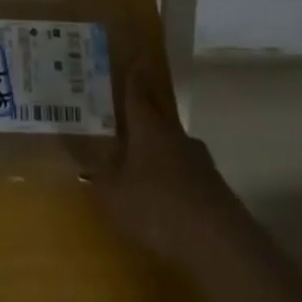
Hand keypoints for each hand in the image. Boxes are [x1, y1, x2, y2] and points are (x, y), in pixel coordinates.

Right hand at [92, 60, 236, 264]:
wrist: (218, 242)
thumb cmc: (157, 207)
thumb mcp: (114, 196)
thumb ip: (98, 178)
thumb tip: (83, 163)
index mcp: (148, 126)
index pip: (138, 91)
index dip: (134, 75)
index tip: (135, 58)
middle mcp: (175, 134)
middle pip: (159, 114)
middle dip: (147, 111)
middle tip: (131, 111)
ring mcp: (199, 160)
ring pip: (175, 144)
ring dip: (163, 148)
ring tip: (147, 161)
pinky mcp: (215, 188)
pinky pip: (189, 173)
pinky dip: (177, 178)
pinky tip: (169, 196)